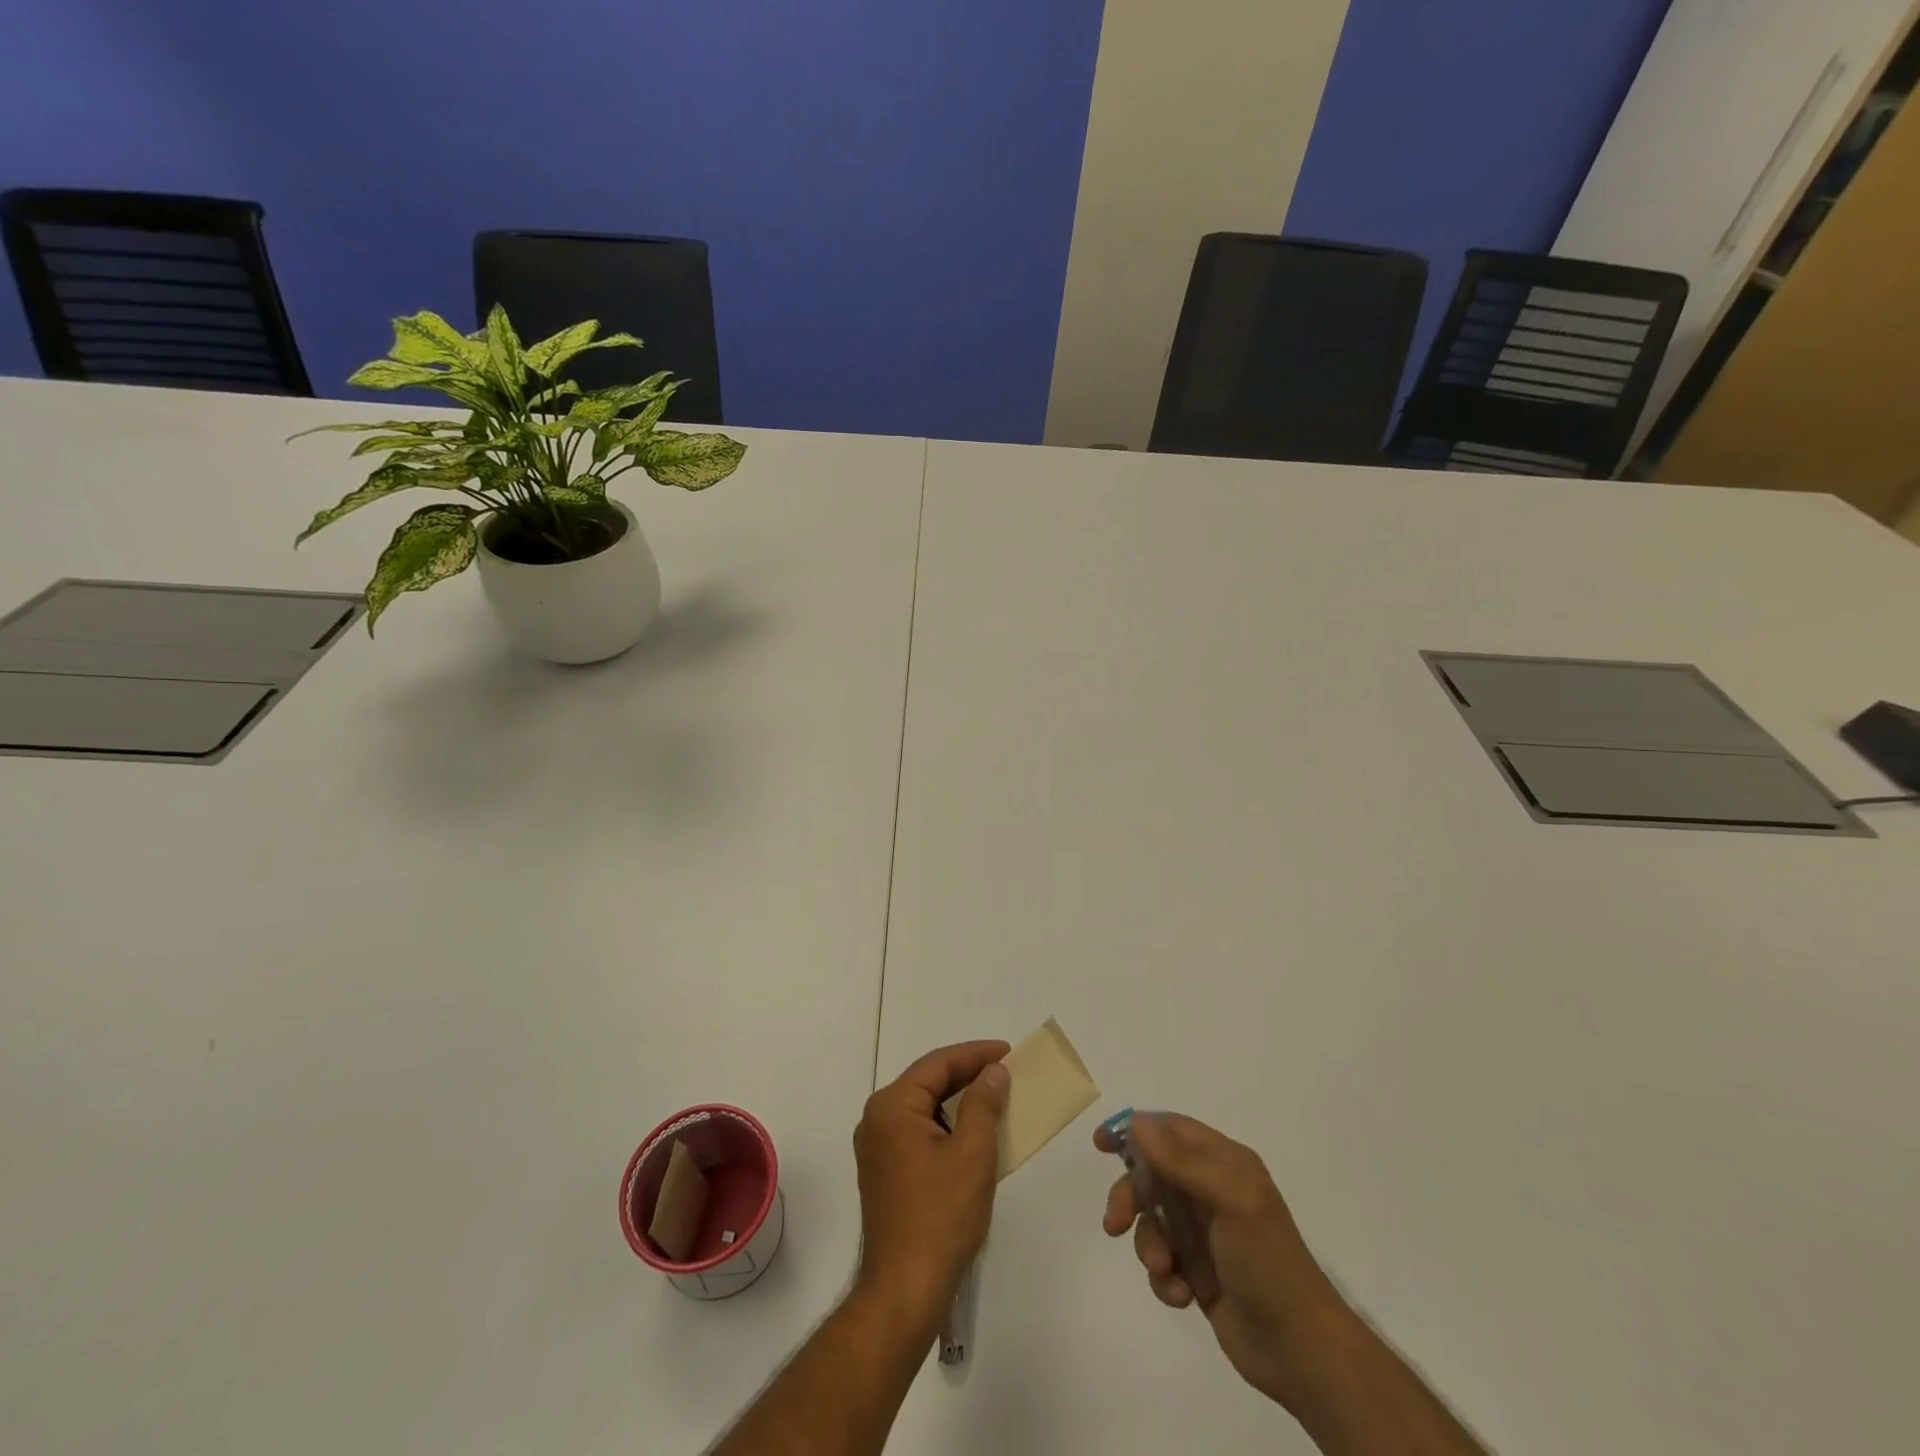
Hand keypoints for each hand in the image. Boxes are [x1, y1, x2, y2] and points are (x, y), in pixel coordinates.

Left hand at [853, 1041, 1009, 1333]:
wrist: (904, 1291)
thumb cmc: (941, 1217)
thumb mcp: (972, 1153)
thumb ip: (983, 1103)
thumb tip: (993, 1071)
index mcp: (892, 1106)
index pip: (937, 1064)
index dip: (975, 1054)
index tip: (1008, 1051)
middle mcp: (877, 1119)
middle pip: (927, 1082)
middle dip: (967, 1075)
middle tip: (1005, 1072)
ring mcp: (877, 1147)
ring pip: (924, 1107)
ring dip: (958, 1101)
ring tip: (995, 1098)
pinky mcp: (884, 1171)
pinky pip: (918, 1131)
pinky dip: (946, 1126)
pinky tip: (974, 1132)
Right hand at [1097, 1113, 1351, 1410]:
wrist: (1301, 1350)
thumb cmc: (1267, 1262)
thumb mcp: (1230, 1200)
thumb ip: (1181, 1160)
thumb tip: (1136, 1121)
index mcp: (1225, 1163)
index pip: (1171, 1130)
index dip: (1135, 1131)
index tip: (1102, 1143)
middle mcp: (1212, 1190)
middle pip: (1152, 1174)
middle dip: (1130, 1197)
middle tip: (1113, 1221)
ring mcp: (1204, 1232)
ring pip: (1152, 1220)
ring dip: (1148, 1243)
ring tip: (1163, 1270)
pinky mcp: (1198, 1271)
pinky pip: (1162, 1260)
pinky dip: (1163, 1276)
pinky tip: (1181, 1295)